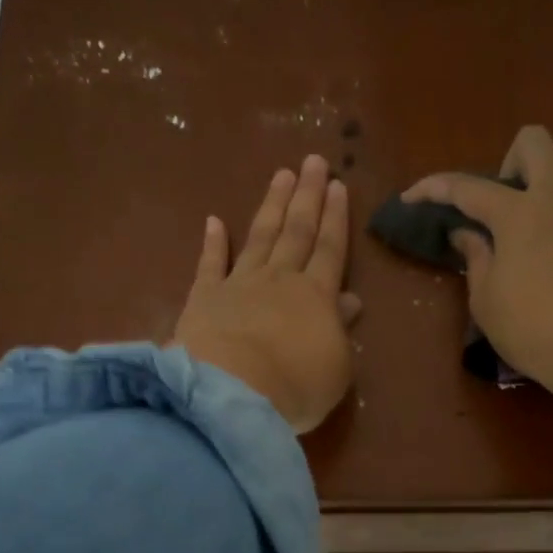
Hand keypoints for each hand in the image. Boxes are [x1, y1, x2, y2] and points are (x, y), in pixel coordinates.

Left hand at [174, 154, 362, 433]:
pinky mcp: (204, 298)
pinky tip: (214, 220)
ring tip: (281, 175)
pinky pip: (211, 263)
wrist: (234, 392)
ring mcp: (240, 284)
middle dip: (307, 195)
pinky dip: (213, 241)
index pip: (331, 249)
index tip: (338, 185)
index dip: (336, 218)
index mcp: (317, 296)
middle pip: (297, 231)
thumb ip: (341, 330)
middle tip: (313, 161)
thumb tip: (349, 301)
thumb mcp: (337, 367)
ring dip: (272, 205)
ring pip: (261, 236)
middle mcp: (280, 280)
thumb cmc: (297, 387)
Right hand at [403, 126, 552, 401]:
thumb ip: (476, 258)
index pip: (466, 188)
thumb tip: (467, 233)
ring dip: (550, 197)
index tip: (411, 198)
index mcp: (517, 212)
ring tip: (539, 236)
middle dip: (509, 163)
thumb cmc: (530, 327)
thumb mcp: (486, 300)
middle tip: (500, 207)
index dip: (433, 188)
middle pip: (534, 143)